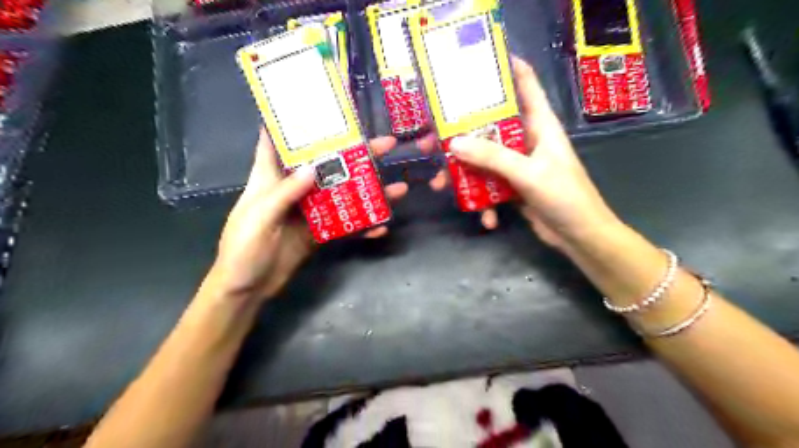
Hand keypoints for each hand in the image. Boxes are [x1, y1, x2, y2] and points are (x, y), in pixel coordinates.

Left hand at [208, 129, 408, 303]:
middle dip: (354, 153)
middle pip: (326, 165)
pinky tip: (382, 226)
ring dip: (368, 191)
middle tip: (385, 144)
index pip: (278, 141)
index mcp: (270, 178)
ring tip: (398, 188)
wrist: (248, 289)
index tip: (322, 107)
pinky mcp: (320, 232)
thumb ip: (284, 193)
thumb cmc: (243, 250)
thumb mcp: (259, 219)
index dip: (295, 122)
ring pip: (342, 194)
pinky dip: (363, 226)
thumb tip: (315, 167)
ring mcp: (310, 211)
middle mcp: (294, 188)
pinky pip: (345, 225)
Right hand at [447, 56, 619, 247]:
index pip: (526, 85)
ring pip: (482, 159)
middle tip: (429, 141)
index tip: (475, 64)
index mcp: (540, 125)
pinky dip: (482, 201)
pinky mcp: (512, 186)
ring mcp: (517, 165)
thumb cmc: (565, 196)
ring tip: (439, 185)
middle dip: (459, 134)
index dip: (506, 69)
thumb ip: (493, 157)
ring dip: (461, 172)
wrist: (580, 236)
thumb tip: (454, 144)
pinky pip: (488, 185)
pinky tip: (485, 218)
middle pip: (488, 127)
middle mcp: (526, 140)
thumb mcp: (529, 173)